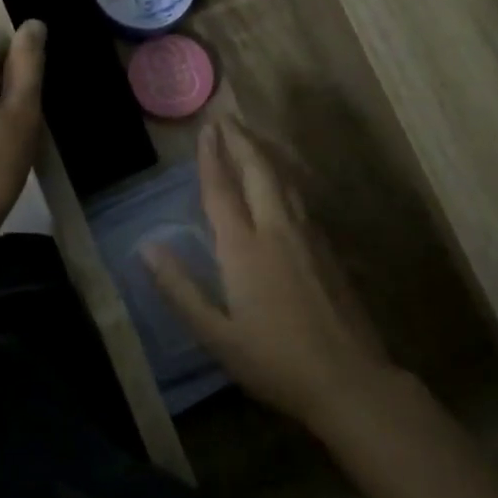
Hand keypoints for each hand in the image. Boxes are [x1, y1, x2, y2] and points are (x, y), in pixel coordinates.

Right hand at [146, 118, 394, 429]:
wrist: (350, 380)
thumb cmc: (275, 362)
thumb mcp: (216, 335)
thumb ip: (180, 289)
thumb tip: (148, 247)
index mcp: (244, 249)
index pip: (222, 191)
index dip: (211, 158)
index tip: (205, 129)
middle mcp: (277, 230)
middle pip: (258, 171)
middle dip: (241, 140)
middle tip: (227, 117)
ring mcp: (308, 237)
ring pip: (285, 180)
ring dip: (265, 153)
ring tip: (251, 137)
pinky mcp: (328, 249)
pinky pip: (301, 199)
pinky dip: (284, 178)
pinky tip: (283, 184)